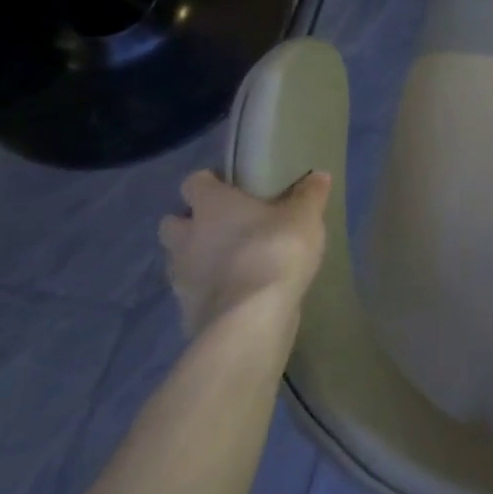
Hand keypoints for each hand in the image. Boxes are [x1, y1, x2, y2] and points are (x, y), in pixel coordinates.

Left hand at [158, 170, 331, 336]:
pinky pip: (194, 293)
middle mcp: (186, 237)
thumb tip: (318, 175)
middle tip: (228, 226)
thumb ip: (310, 195)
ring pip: (179, 259)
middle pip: (174, 222)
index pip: (194, 182)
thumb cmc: (275, 250)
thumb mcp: (305, 216)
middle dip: (193, 223)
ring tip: (234, 262)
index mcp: (210, 205)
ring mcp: (180, 276)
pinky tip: (237, 293)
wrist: (251, 318)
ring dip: (199, 258)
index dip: (211, 184)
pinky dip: (209, 291)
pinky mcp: (185, 311)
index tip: (233, 188)